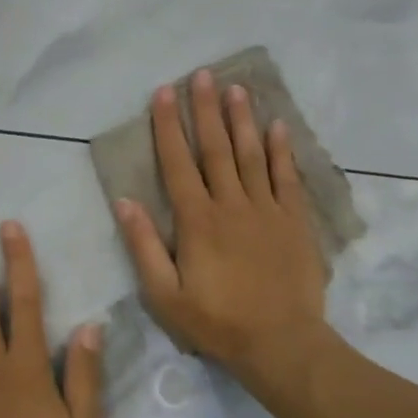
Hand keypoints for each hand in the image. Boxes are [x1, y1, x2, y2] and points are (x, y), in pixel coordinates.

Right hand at [113, 70, 330, 402]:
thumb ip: (144, 246)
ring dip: (242, 120)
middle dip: (206, 109)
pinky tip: (278, 126)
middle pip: (216, 149)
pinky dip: (282, 150)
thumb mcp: (165, 295)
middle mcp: (231, 205)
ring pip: (252, 155)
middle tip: (201, 74)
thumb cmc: (217, 323)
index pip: (178, 164)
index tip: (164, 93)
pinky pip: (286, 177)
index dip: (169, 127)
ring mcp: (266, 210)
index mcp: (197, 221)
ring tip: (235, 88)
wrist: (281, 343)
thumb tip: (124, 202)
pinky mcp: (294, 221)